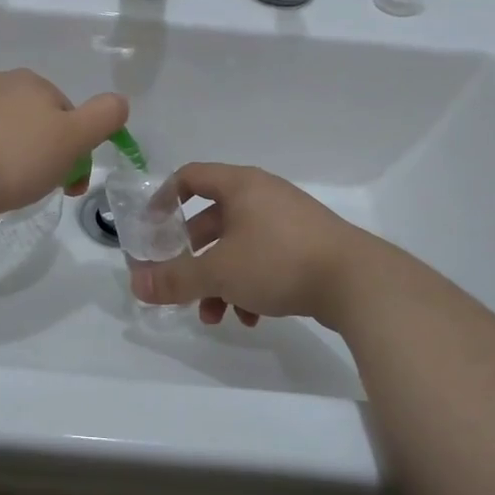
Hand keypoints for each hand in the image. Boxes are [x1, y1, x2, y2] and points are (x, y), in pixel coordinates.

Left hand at [0, 70, 127, 227]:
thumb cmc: (13, 161)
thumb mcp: (73, 140)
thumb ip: (104, 116)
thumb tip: (120, 101)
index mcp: (29, 82)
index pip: (65, 113)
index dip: (74, 148)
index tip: (69, 182)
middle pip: (30, 118)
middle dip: (39, 149)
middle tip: (37, 187)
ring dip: (4, 150)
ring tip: (0, 187)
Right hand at [129, 163, 380, 328]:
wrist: (357, 282)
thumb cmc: (278, 261)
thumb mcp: (219, 272)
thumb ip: (175, 279)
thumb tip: (136, 286)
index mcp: (240, 185)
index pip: (190, 177)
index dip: (164, 198)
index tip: (150, 227)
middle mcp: (263, 195)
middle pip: (213, 218)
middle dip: (193, 256)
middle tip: (179, 282)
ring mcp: (289, 220)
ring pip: (239, 245)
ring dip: (220, 279)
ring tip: (215, 315)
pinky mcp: (308, 246)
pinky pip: (265, 258)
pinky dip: (250, 284)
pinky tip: (251, 317)